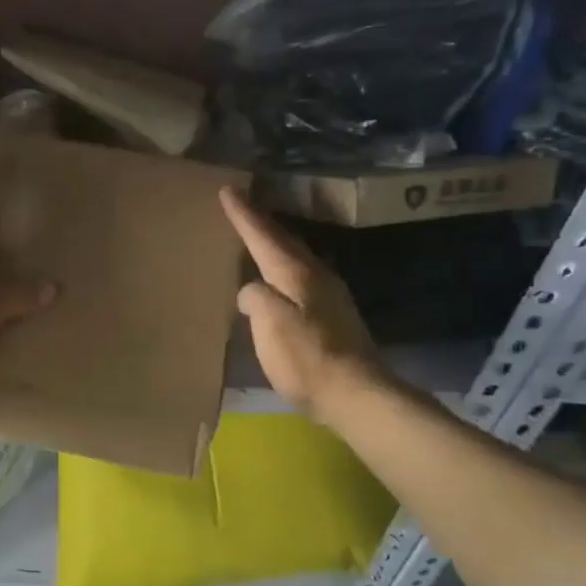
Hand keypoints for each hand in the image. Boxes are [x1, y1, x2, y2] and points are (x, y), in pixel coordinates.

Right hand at [219, 187, 388, 419]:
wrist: (357, 395)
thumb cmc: (308, 358)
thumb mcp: (271, 324)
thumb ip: (255, 298)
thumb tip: (251, 291)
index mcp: (297, 273)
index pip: (264, 236)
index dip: (243, 215)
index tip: (228, 190)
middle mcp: (316, 276)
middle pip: (284, 241)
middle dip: (262, 223)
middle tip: (242, 207)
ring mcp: (330, 296)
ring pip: (296, 258)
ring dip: (275, 245)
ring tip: (258, 239)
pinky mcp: (334, 317)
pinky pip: (302, 278)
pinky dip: (284, 268)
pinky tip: (279, 280)